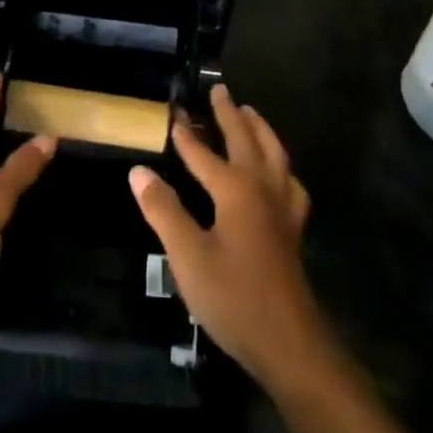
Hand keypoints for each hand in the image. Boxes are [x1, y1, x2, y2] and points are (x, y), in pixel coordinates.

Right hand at [129, 86, 331, 393]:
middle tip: (219, 90)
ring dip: (260, 129)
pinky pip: (289, 181)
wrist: (288, 342)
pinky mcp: (293, 228)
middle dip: (230, 115)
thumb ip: (163, 210)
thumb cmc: (233, 297)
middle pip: (246, 140)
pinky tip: (279, 172)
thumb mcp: (187, 256)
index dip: (185, 135)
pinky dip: (281, 165)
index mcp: (235, 190)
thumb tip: (138, 171)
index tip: (172, 113)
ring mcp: (283, 207)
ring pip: (274, 154)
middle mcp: (263, 188)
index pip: (203, 153)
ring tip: (250, 113)